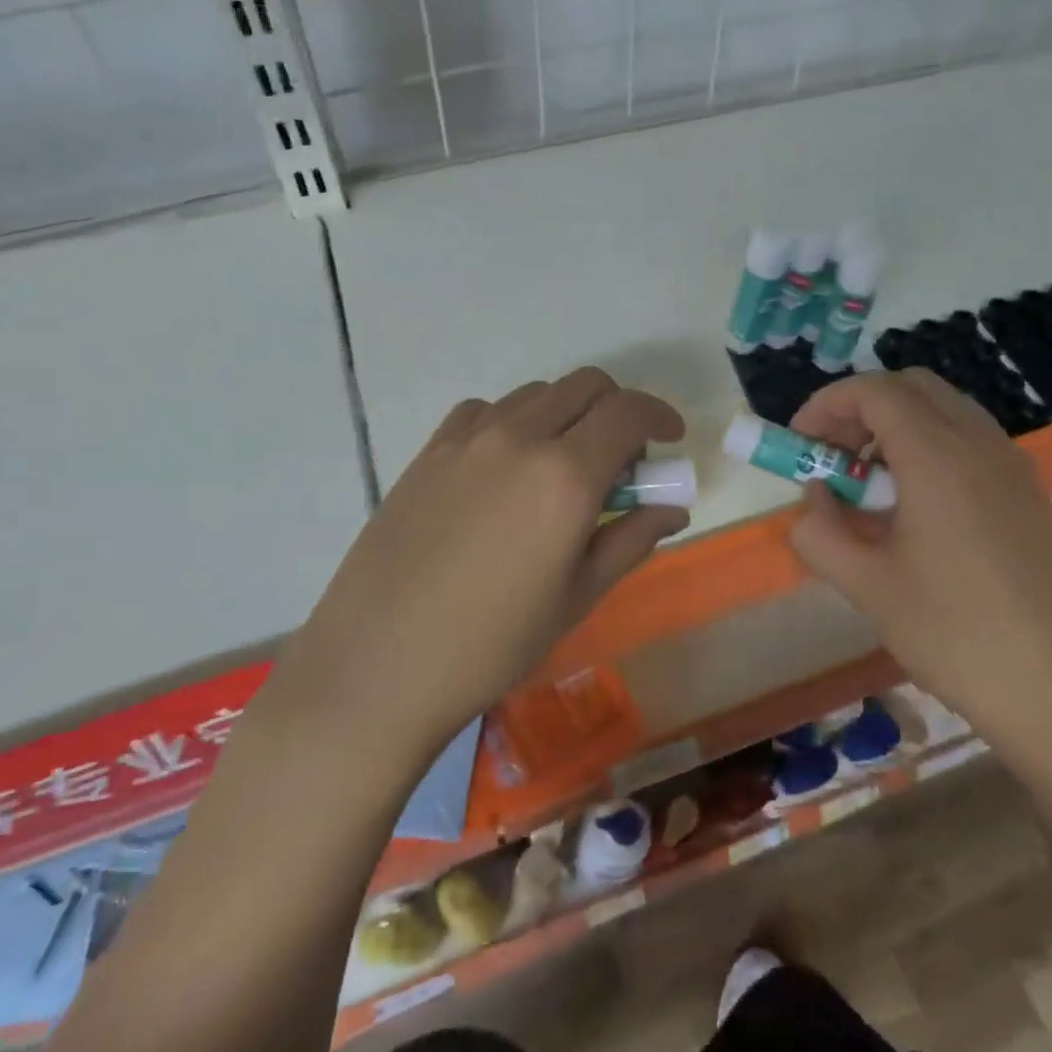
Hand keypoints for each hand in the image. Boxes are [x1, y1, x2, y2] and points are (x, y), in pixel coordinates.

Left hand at [272, 368, 686, 755]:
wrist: (379, 665)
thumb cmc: (493, 644)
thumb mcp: (577, 596)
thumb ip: (631, 539)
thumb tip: (672, 508)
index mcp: (565, 476)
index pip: (628, 411)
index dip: (659, 416)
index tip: (670, 439)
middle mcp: (519, 438)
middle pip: (585, 386)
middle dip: (618, 410)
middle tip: (621, 461)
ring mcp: (468, 439)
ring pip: (537, 394)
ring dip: (567, 415)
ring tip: (562, 468)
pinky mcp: (430, 450)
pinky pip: (486, 411)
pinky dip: (515, 422)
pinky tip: (506, 468)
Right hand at [787, 370, 1051, 773]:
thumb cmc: (957, 635)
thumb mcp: (867, 586)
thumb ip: (820, 532)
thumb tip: (814, 500)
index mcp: (938, 455)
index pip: (873, 391)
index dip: (825, 405)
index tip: (799, 443)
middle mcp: (980, 445)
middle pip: (912, 388)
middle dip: (860, 408)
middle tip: (831, 456)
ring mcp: (1013, 469)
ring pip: (945, 412)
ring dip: (896, 428)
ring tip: (867, 486)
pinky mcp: (1030, 497)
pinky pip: (970, 444)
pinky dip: (929, 450)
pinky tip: (913, 511)